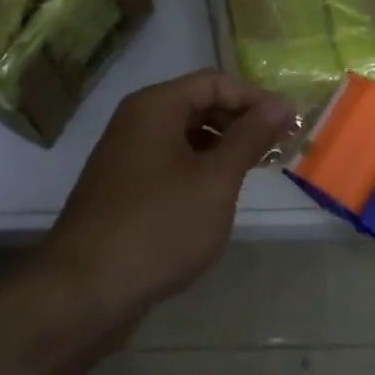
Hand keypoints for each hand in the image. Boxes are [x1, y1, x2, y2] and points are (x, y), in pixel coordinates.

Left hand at [39, 70, 296, 321]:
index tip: (289, 125)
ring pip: (185, 136)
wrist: (84, 291)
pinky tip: (217, 197)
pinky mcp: (122, 188)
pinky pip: (170, 162)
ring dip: (222, 148)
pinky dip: (199, 169)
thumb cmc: (159, 226)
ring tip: (254, 173)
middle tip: (277, 150)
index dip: (255, 99)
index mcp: (156, 106)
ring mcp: (125, 155)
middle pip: (199, 104)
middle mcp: (136, 120)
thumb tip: (281, 103)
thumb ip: (250, 137)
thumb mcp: (216, 180)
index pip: (215, 82)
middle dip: (240, 122)